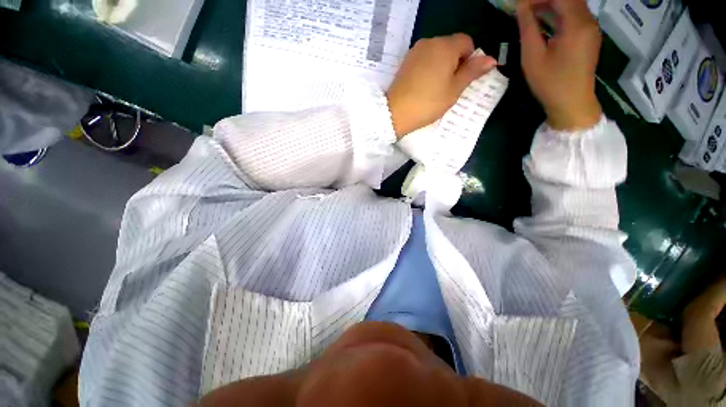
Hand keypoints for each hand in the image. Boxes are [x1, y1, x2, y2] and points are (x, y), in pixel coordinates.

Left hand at [387, 34, 496, 137]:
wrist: (395, 113)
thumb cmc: (428, 103)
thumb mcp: (454, 89)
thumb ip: (472, 71)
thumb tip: (491, 59)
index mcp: (445, 46)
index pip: (466, 42)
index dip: (469, 59)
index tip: (463, 78)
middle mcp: (429, 42)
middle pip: (450, 46)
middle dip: (454, 62)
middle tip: (449, 86)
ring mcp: (415, 52)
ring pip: (436, 54)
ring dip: (441, 66)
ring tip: (435, 89)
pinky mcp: (405, 62)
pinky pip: (423, 60)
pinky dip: (428, 69)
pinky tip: (423, 86)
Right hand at [517, 0, 602, 130]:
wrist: (572, 103)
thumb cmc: (550, 83)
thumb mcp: (533, 56)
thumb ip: (528, 28)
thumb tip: (521, 6)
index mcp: (576, 24)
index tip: (520, 4)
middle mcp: (588, 20)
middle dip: (545, 0)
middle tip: (525, 7)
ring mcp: (591, 28)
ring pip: (573, 5)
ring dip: (552, 4)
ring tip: (532, 12)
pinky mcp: (590, 36)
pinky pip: (575, 15)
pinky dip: (560, 12)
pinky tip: (546, 20)